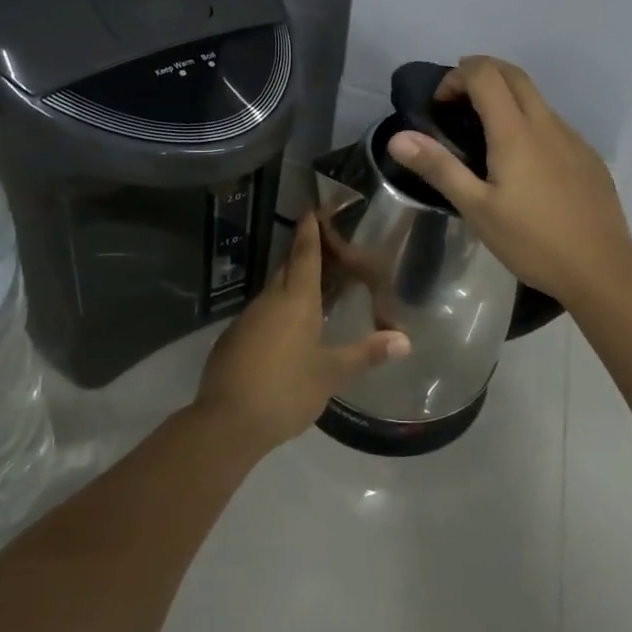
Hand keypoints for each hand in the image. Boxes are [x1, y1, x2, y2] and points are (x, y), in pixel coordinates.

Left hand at [196, 210, 409, 452]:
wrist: (227, 422)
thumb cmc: (286, 390)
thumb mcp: (331, 374)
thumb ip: (366, 353)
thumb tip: (405, 340)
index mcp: (296, 301)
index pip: (305, 255)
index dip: (309, 232)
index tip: (311, 209)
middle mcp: (269, 301)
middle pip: (287, 269)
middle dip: (303, 256)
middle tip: (323, 249)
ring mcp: (247, 320)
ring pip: (272, 293)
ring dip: (290, 287)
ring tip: (311, 292)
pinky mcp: (232, 340)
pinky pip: (259, 315)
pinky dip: (275, 313)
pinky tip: (285, 332)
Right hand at [384, 55, 631, 311]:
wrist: (602, 270)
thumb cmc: (532, 241)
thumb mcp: (477, 209)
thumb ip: (439, 168)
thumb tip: (398, 137)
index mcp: (515, 131)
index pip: (485, 74)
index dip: (456, 77)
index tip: (440, 106)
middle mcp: (547, 123)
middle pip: (513, 74)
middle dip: (481, 73)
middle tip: (457, 104)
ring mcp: (573, 138)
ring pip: (536, 97)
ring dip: (506, 97)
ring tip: (485, 136)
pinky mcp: (588, 157)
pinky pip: (553, 123)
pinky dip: (529, 122)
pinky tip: (523, 166)